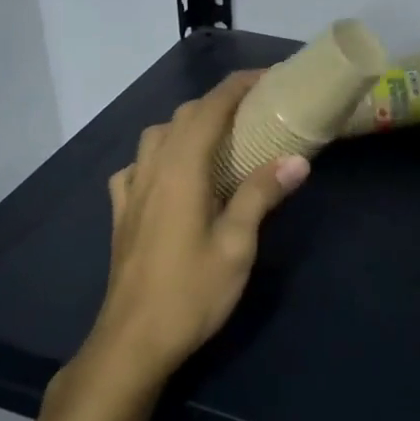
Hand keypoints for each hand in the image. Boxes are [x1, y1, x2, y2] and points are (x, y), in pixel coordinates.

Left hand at [90, 71, 309, 387]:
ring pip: (156, 135)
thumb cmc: (191, 292)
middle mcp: (153, 168)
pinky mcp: (121, 213)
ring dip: (187, 124)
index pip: (210, 108)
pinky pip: (136, 165)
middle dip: (219, 102)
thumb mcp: (237, 244)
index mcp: (182, 169)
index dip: (239, 86)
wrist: (132, 342)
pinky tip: (171, 175)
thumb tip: (298, 158)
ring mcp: (131, 190)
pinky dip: (159, 154)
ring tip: (217, 138)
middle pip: (183, 116)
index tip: (269, 78)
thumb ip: (262, 194)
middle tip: (256, 109)